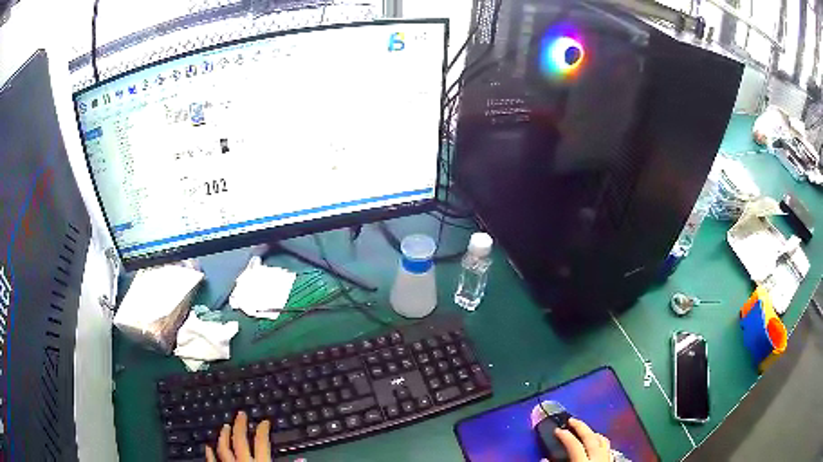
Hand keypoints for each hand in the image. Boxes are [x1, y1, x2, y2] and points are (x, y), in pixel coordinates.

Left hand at [205, 411, 270, 461]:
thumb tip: (299, 458)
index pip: (261, 442)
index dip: (263, 430)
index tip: (264, 421)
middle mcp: (243, 461)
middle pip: (240, 440)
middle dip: (240, 425)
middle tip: (241, 414)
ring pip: (224, 448)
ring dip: (224, 436)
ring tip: (225, 426)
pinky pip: (212, 461)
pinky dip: (210, 454)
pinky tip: (208, 447)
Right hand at [554, 418, 610, 461]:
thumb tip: (544, 458)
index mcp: (584, 460)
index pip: (574, 444)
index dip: (564, 436)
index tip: (557, 430)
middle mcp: (598, 456)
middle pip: (590, 437)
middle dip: (580, 426)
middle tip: (571, 419)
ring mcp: (607, 458)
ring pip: (603, 440)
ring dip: (593, 433)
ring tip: (586, 430)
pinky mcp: (611, 461)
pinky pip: (608, 448)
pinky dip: (602, 442)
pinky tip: (599, 443)